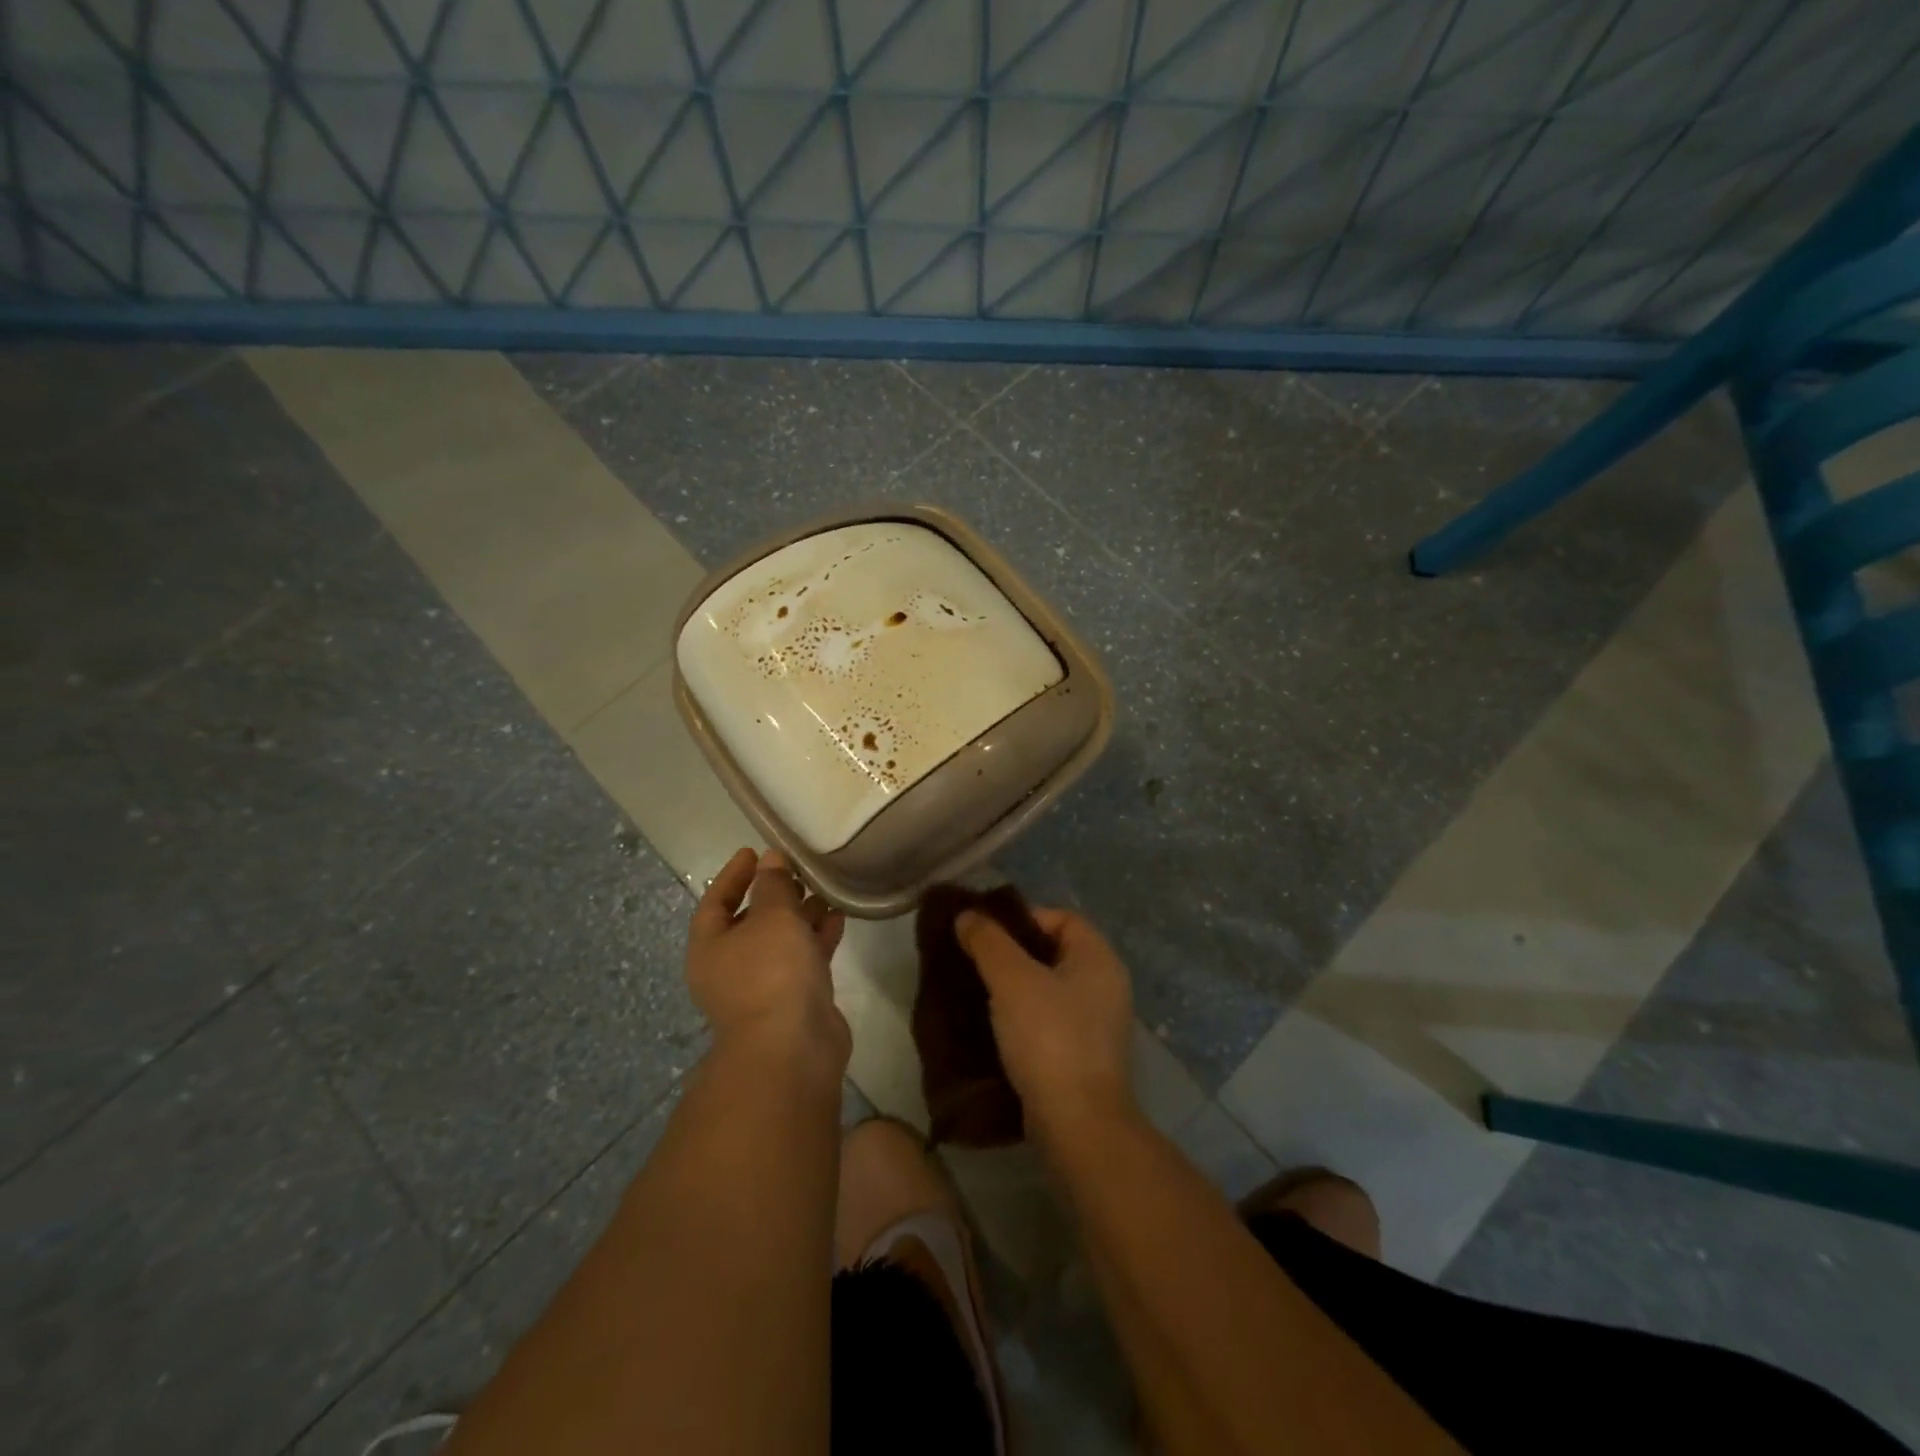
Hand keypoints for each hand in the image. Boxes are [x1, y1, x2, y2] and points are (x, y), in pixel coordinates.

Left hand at [688, 848, 848, 1077]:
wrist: (792, 1048)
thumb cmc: (770, 973)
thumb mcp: (771, 917)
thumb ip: (773, 885)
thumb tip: (770, 860)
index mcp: (710, 948)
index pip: (715, 902)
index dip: (733, 875)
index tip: (754, 852)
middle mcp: (732, 967)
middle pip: (750, 922)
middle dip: (774, 894)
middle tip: (798, 870)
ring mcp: (764, 987)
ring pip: (782, 941)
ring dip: (801, 915)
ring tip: (824, 888)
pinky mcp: (795, 1000)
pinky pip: (805, 959)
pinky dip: (818, 937)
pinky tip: (838, 916)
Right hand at [956, 906, 1135, 1139]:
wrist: (1077, 1124)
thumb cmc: (1049, 1038)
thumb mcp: (1012, 980)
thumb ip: (988, 942)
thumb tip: (967, 915)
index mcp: (1099, 958)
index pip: (1062, 918)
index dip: (1023, 919)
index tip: (987, 935)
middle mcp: (1106, 985)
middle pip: (1054, 952)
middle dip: (1013, 954)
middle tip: (975, 962)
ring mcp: (1098, 1024)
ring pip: (1050, 989)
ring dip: (1016, 989)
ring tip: (977, 993)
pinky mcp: (1085, 1056)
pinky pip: (1050, 1021)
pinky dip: (1024, 1019)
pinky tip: (994, 1028)